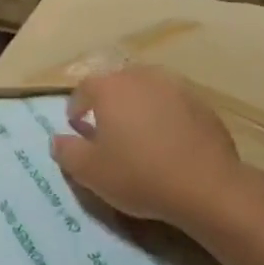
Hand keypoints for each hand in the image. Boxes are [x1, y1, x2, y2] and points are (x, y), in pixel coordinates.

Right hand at [49, 66, 259, 232]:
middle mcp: (143, 77)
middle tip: (106, 129)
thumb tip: (58, 139)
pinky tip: (168, 142)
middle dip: (108, 102)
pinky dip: (165, 116)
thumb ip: (67, 152)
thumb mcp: (89, 172)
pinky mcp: (203, 104)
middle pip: (118, 83)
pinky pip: (174, 105)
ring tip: (138, 133)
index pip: (84, 88)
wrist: (206, 186)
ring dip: (138, 106)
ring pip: (148, 91)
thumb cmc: (138, 175)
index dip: (76, 106)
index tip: (77, 126)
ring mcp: (177, 88)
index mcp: (111, 88)